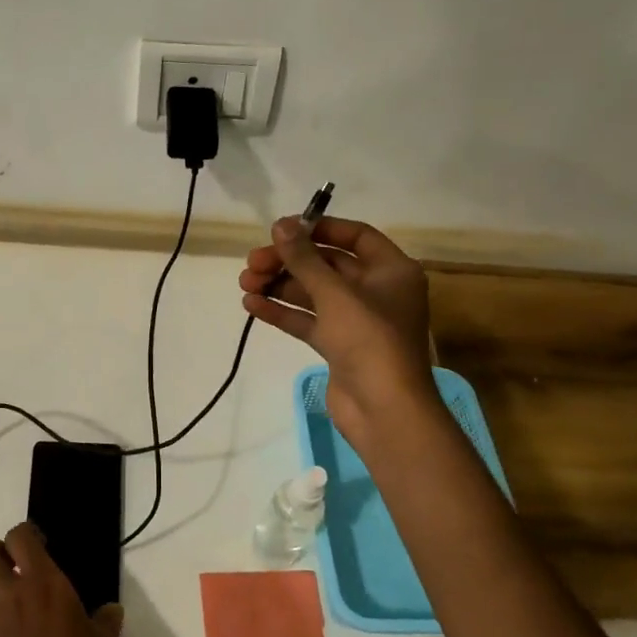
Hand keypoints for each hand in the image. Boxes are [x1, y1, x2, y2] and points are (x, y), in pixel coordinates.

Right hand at [239, 216, 437, 451]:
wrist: (384, 411)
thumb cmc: (369, 340)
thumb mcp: (334, 293)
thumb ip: (304, 258)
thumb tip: (281, 225)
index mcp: (392, 271)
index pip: (355, 236)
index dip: (319, 228)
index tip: (283, 229)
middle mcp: (377, 291)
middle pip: (327, 265)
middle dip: (288, 262)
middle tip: (252, 262)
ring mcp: (357, 321)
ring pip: (313, 293)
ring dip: (279, 286)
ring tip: (244, 283)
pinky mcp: (339, 346)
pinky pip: (307, 320)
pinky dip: (282, 312)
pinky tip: (251, 306)